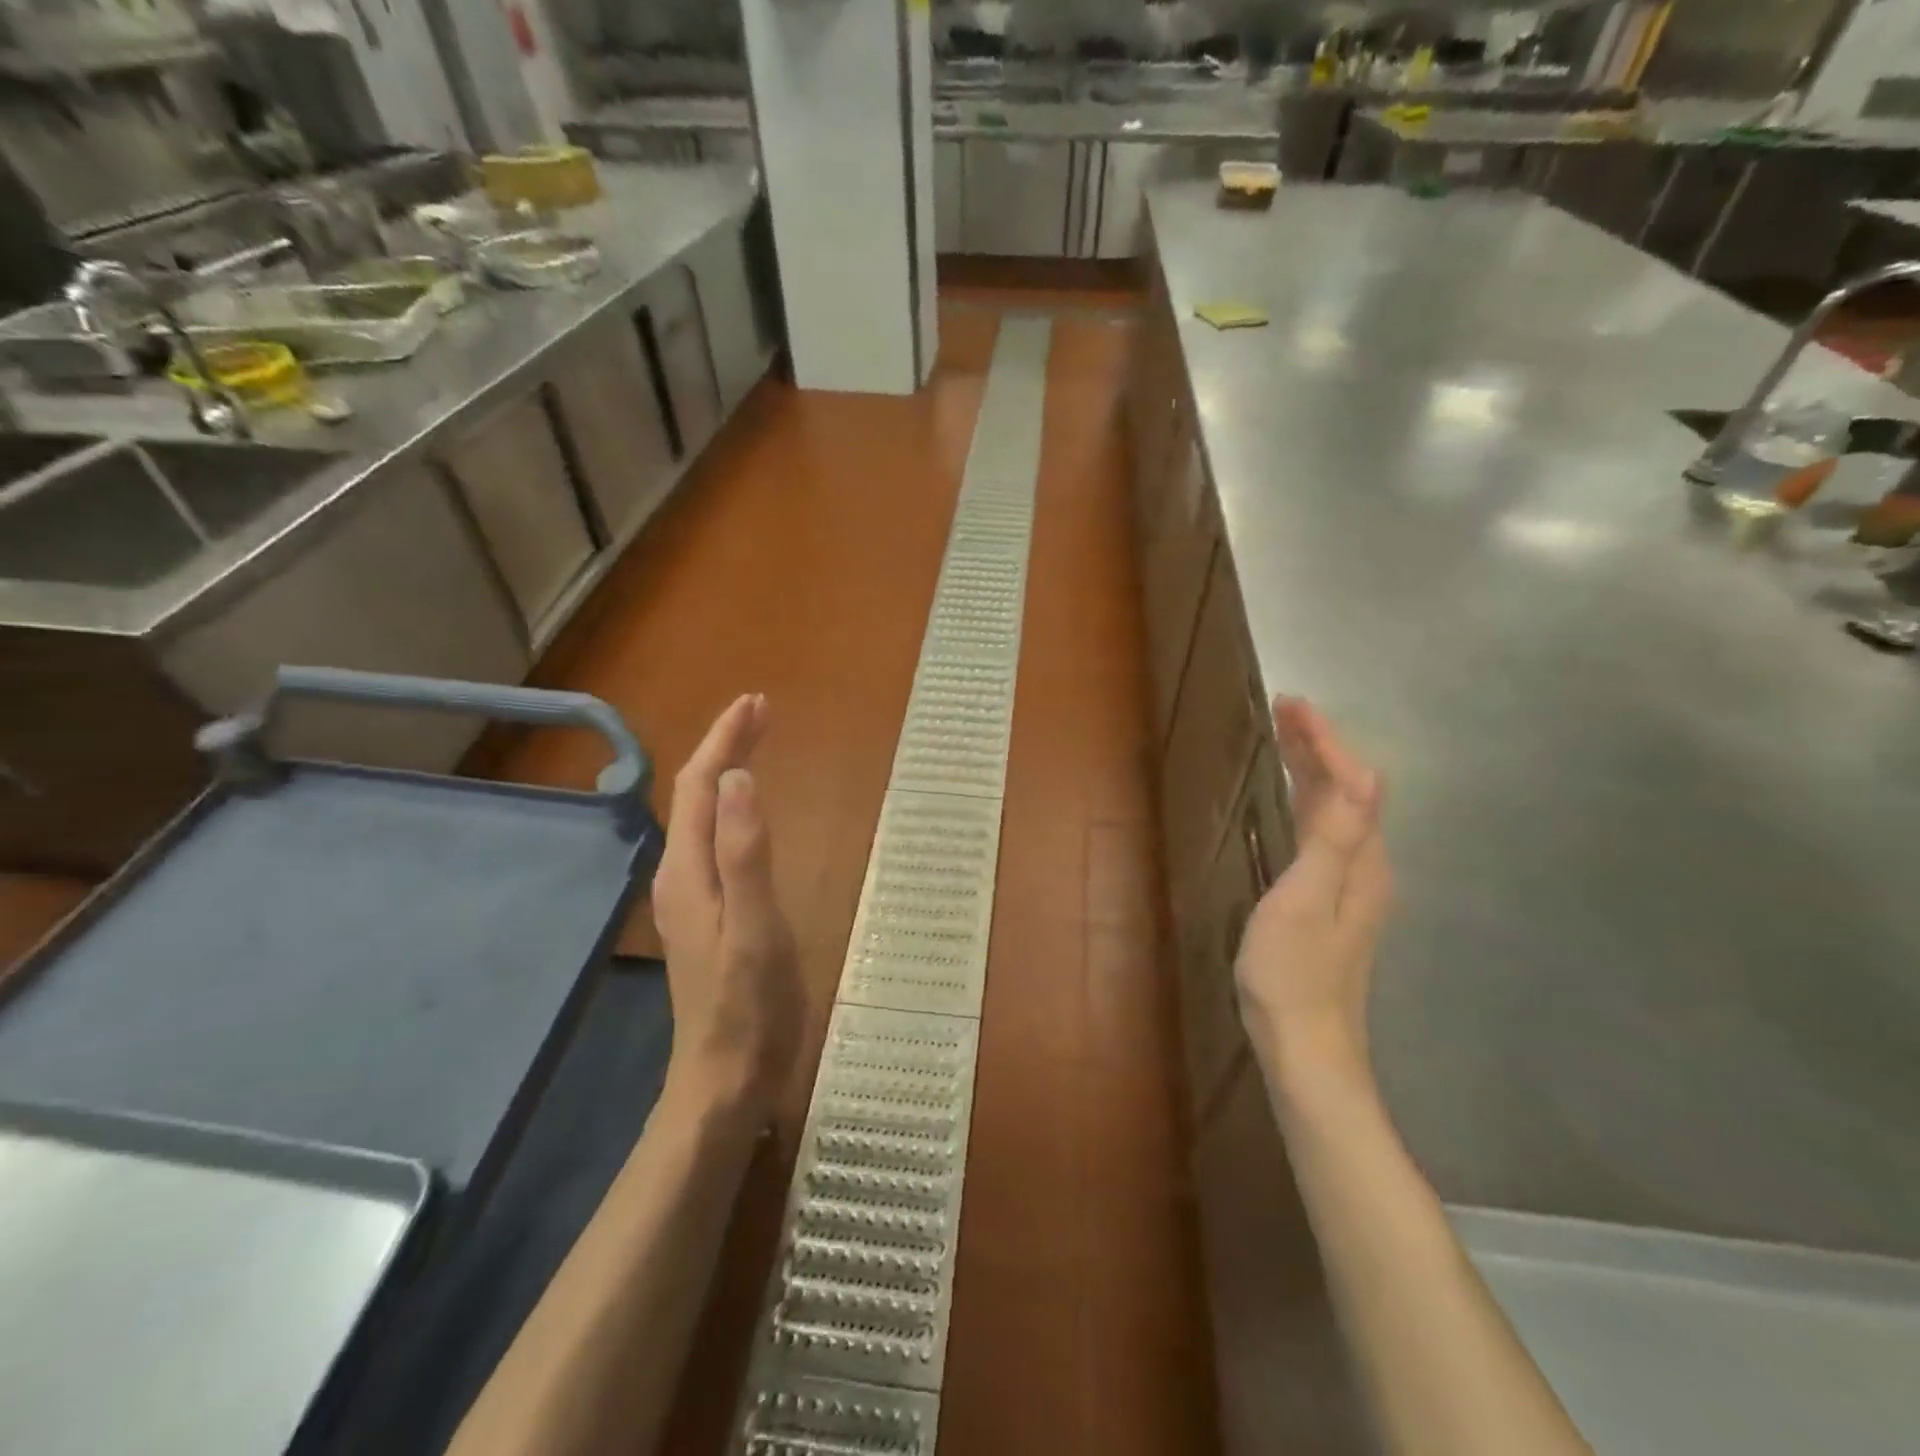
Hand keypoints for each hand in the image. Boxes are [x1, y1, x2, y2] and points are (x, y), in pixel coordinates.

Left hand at [652, 694, 801, 1125]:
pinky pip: (715, 839)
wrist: (726, 1078)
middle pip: (698, 794)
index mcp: (689, 871)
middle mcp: (682, 875)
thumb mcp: (754, 927)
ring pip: (704, 815)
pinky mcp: (709, 913)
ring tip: (756, 745)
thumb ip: (746, 853)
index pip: (702, 785)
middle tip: (761, 712)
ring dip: (728, 773)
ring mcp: (693, 897)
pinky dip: (732, 807)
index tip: (756, 702)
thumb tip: (740, 777)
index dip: (726, 739)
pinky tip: (748, 812)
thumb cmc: (748, 1006)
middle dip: (726, 747)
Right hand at [1235, 697, 1391, 1090]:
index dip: (1324, 740)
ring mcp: (1349, 887)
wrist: (1305, 1048)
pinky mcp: (1329, 902)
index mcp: (1362, 862)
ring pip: (1336, 811)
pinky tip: (1287, 801)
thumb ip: (1334, 841)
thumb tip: (1362, 777)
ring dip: (1313, 769)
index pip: (1353, 782)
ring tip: (1282, 740)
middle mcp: (1365, 867)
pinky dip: (1306, 800)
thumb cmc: (1293, 974)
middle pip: (1349, 791)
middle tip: (1281, 711)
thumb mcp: (1305, 902)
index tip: (1290, 705)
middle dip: (1319, 746)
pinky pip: (1323, 831)